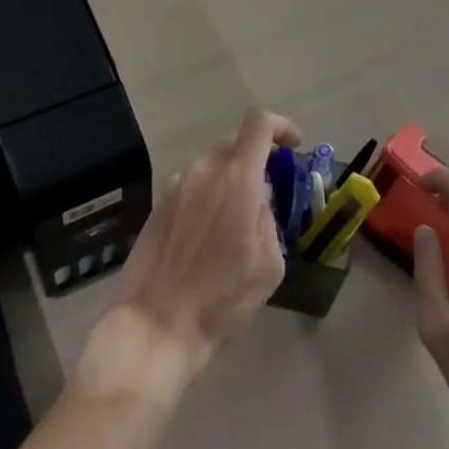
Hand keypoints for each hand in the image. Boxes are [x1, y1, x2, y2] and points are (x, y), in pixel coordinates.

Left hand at [100, 109, 300, 386]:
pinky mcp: (158, 203)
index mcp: (236, 179)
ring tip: (238, 220)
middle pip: (236, 142)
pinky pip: (193, 184)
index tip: (293, 147)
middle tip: (269, 192)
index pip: (259, 124)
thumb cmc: (220, 300)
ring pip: (213, 164)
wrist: (155, 325)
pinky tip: (209, 234)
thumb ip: (269, 219)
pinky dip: (209, 194)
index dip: (281, 126)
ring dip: (231, 179)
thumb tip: (259, 200)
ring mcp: (176, 184)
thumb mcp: (268, 265)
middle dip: (257, 158)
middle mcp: (204, 170)